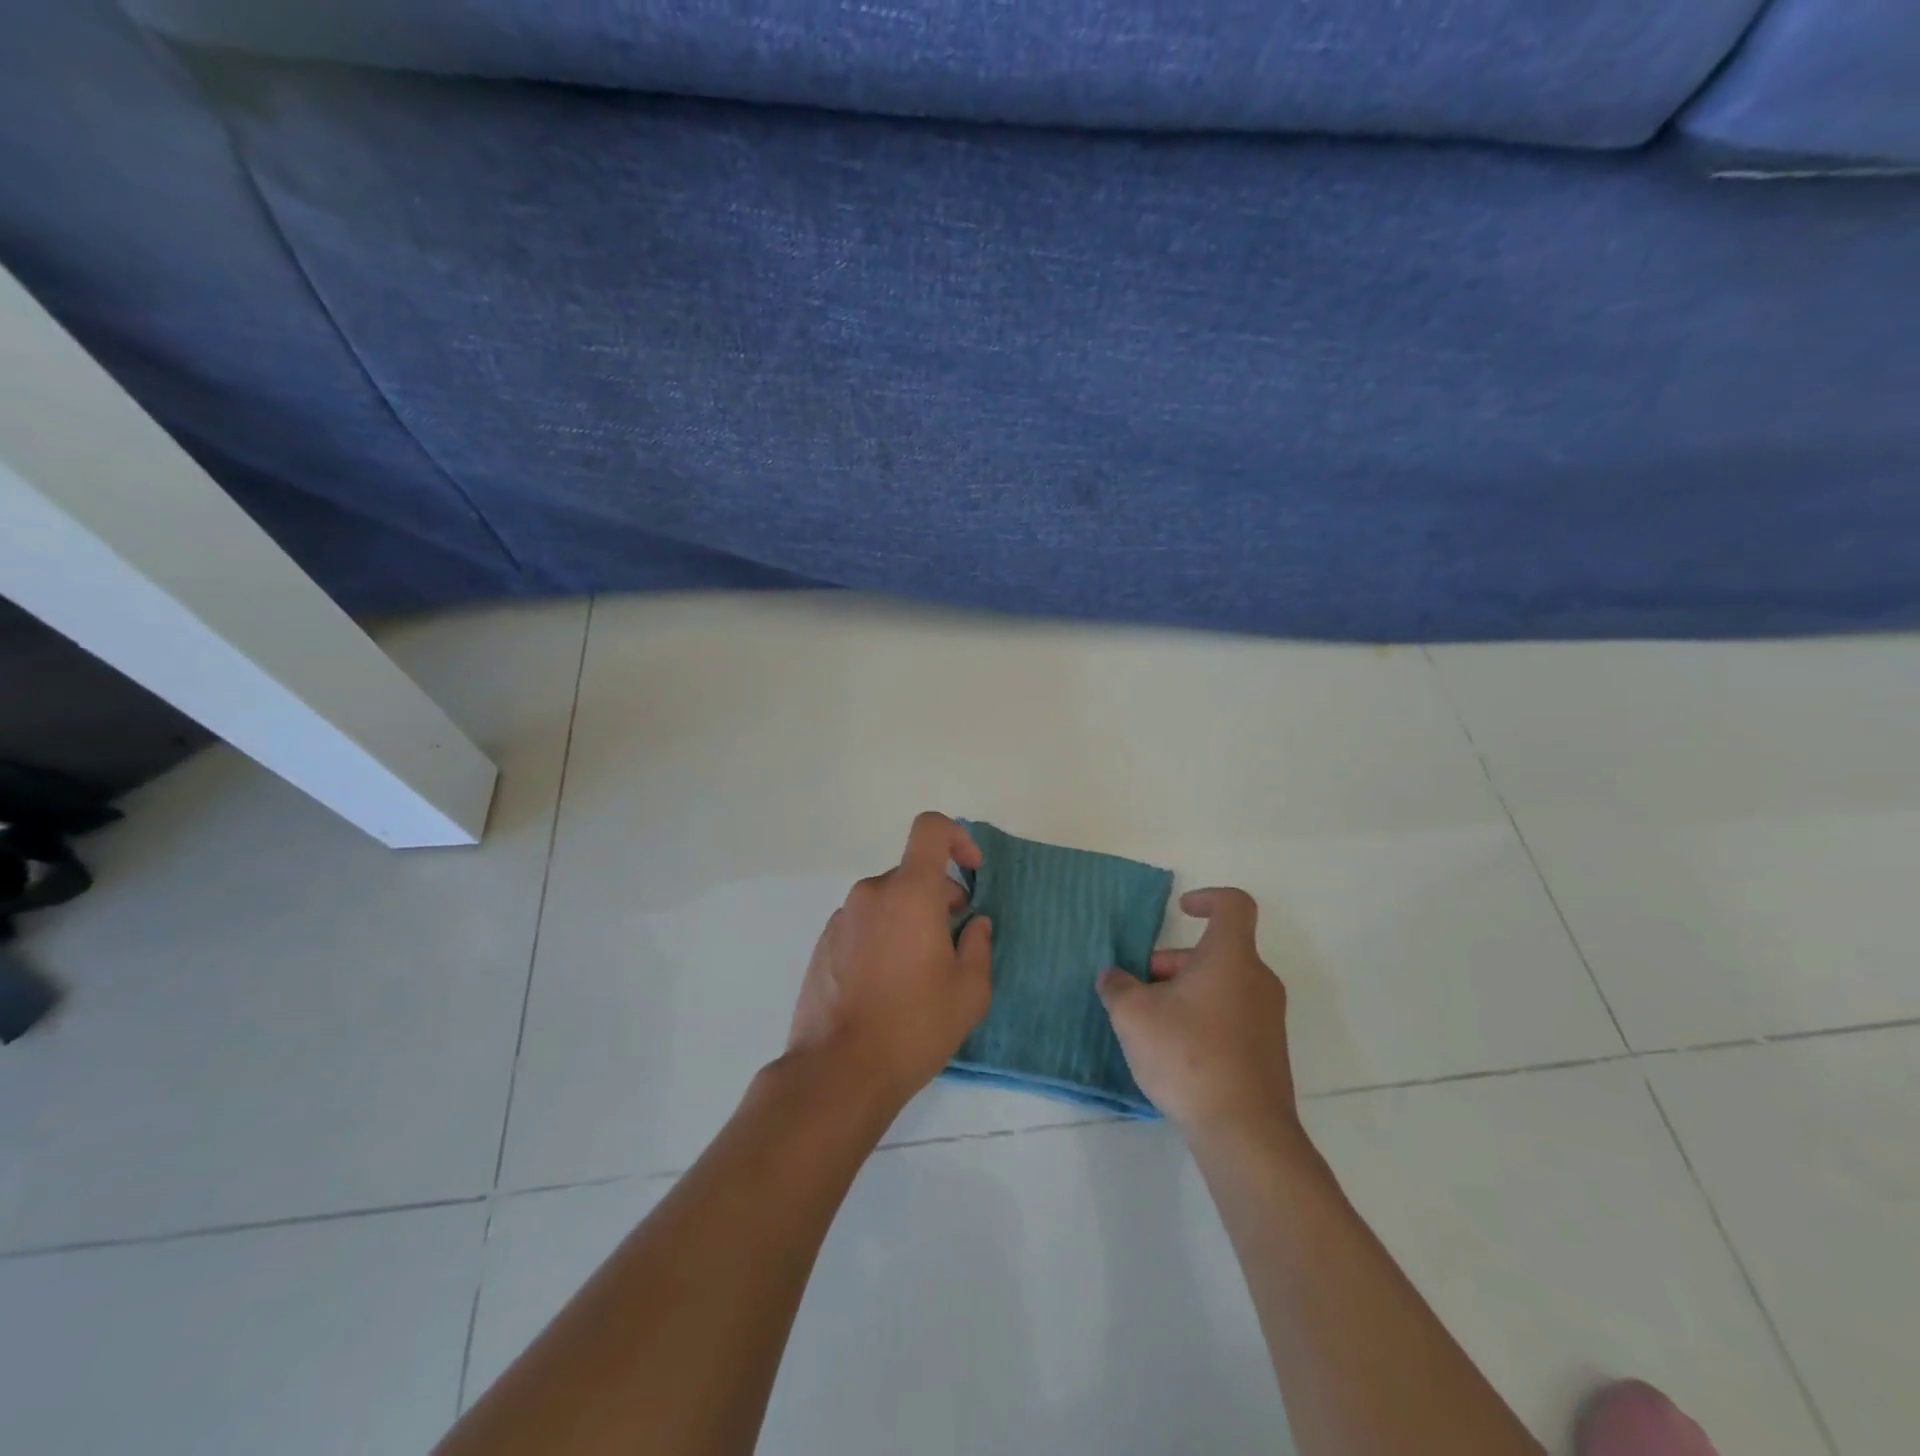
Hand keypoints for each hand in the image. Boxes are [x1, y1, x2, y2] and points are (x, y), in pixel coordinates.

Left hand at [786, 812, 993, 1109]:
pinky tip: (886, 984)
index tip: (972, 873)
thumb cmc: (914, 1026)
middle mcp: (872, 893)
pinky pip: (864, 923)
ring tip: (918, 972)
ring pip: (887, 901)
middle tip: (952, 943)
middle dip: (938, 897)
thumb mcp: (969, 992)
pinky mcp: (823, 943)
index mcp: (910, 893)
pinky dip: (882, 936)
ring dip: (909, 919)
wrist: (838, 1071)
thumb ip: (979, 946)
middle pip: (912, 873)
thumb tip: (974, 924)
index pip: (930, 830)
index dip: (957, 838)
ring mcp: (842, 917)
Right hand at [1096, 888, 1299, 1138]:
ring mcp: (1268, 1018)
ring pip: (1221, 985)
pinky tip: (1176, 1054)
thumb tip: (1112, 976)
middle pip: (1216, 952)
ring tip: (1150, 1026)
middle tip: (1139, 990)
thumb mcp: (1133, 1015)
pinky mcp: (1268, 1052)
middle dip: (1173, 963)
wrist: (1244, 1131)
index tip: (1181, 911)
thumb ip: (1117, 986)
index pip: (1234, 905)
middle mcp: (1257, 980)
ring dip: (1184, 993)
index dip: (1207, 898)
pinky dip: (1203, 1019)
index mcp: (1230, 957)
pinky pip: (1232, 1016)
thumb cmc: (1188, 1055)